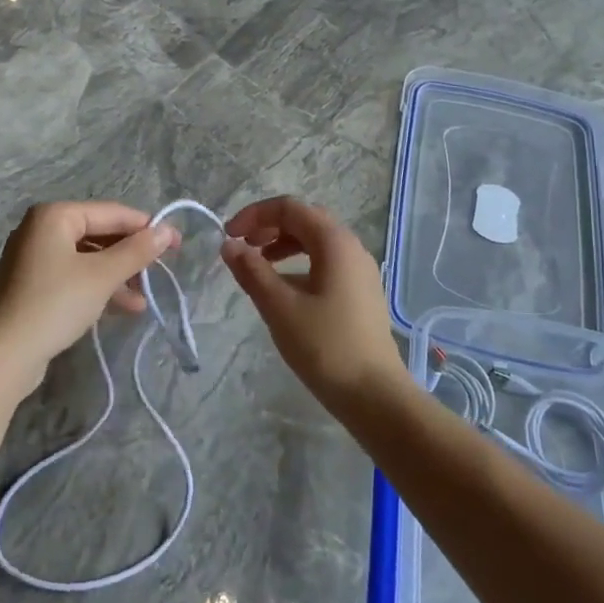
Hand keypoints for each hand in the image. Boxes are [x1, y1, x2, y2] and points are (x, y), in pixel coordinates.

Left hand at [0, 202, 179, 397]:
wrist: (3, 356)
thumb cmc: (55, 304)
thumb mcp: (102, 276)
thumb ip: (137, 251)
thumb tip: (168, 231)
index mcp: (55, 215)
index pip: (112, 213)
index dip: (146, 227)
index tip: (177, 244)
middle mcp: (42, 229)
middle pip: (100, 234)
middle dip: (131, 254)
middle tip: (161, 270)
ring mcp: (35, 257)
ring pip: (89, 257)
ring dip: (119, 275)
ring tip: (145, 297)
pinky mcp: (34, 284)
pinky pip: (75, 275)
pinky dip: (99, 287)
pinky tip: (125, 307)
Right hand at [222, 197, 406, 406]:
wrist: (375, 394)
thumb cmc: (325, 346)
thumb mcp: (280, 307)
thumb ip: (252, 271)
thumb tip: (229, 245)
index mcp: (334, 242)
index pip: (290, 208)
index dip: (255, 215)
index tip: (228, 236)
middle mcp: (351, 247)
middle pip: (305, 220)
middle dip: (269, 226)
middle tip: (242, 247)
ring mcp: (360, 270)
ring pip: (317, 242)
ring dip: (284, 245)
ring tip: (258, 265)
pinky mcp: (361, 292)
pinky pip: (326, 262)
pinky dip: (300, 263)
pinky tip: (284, 289)